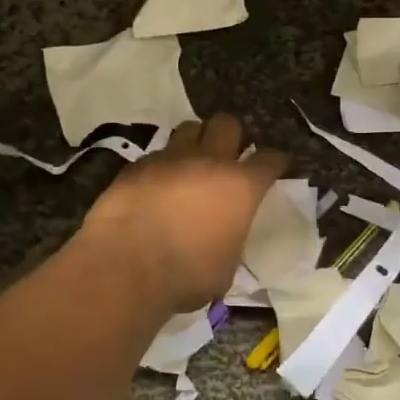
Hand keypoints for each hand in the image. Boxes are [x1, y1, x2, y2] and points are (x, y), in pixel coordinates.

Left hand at [79, 115, 288, 311]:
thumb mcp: (226, 266)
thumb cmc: (187, 276)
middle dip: (232, 135)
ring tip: (191, 162)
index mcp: (240, 187)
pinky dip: (162, 165)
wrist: (125, 267)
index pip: (268, 159)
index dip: (274, 162)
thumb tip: (224, 235)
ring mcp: (170, 158)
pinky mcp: (137, 165)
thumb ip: (231, 238)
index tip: (273, 166)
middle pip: (227, 124)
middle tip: (228, 155)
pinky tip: (157, 184)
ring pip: (190, 128)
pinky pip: (157, 153)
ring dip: (195, 141)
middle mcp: (208, 161)